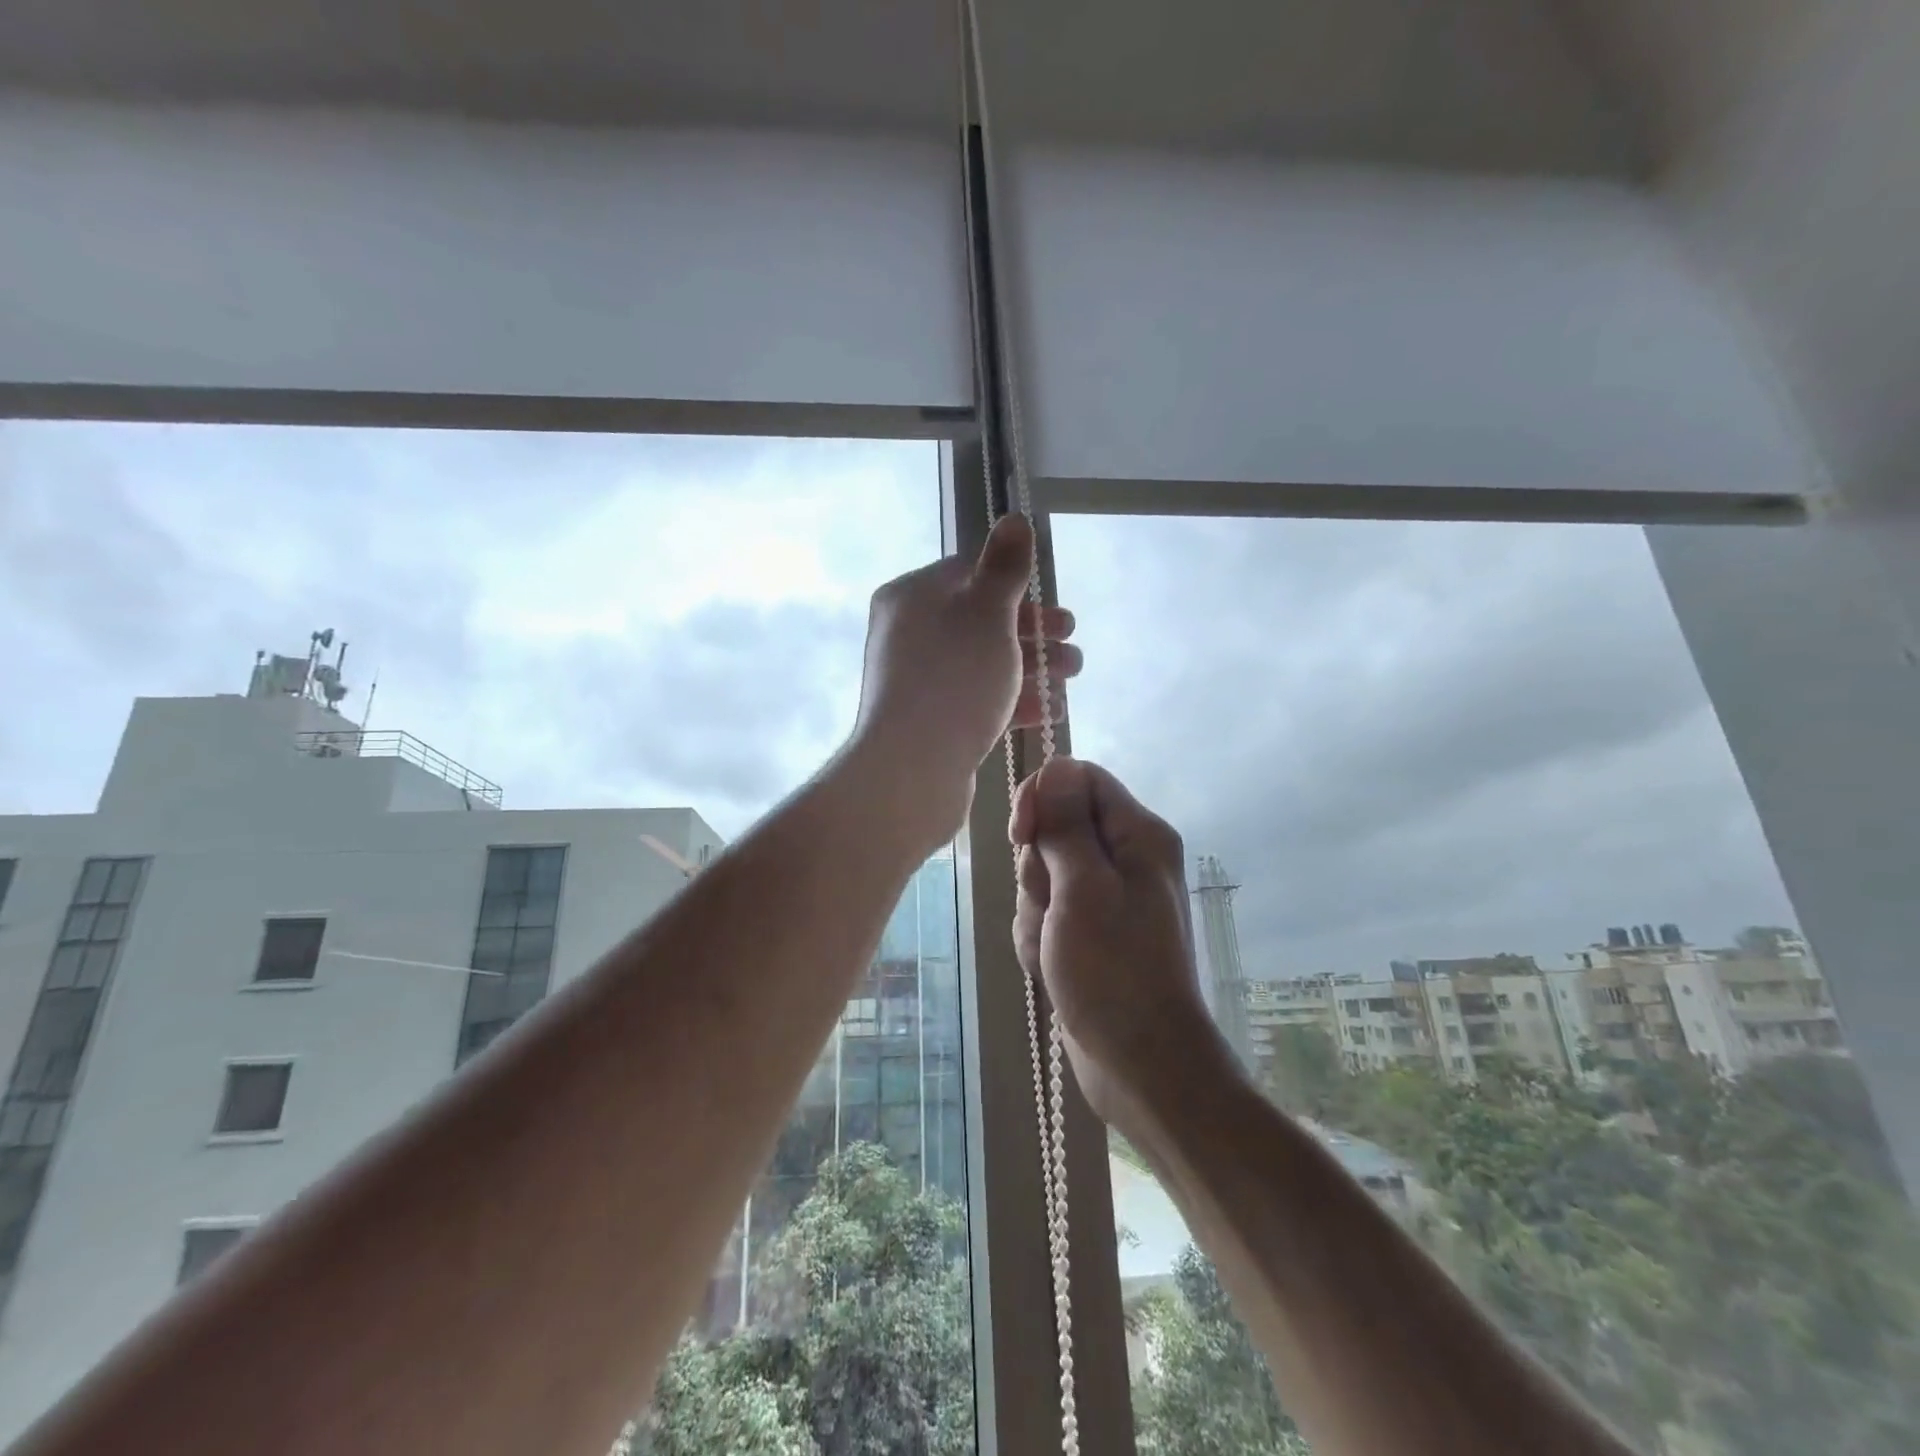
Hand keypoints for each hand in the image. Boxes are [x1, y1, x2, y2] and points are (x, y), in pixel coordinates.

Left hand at [849, 514, 1080, 852]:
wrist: (911, 769)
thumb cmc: (954, 678)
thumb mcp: (987, 612)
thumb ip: (1004, 567)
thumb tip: (1014, 518)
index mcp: (912, 596)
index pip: (969, 574)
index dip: (1018, 587)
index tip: (1053, 608)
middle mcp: (909, 633)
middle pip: (981, 621)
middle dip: (1034, 632)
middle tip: (1072, 643)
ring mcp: (918, 680)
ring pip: (983, 662)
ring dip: (1032, 666)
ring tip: (1071, 678)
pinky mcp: (929, 720)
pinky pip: (976, 698)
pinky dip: (1013, 700)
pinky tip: (1049, 710)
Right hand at [1010, 758, 1229, 1129]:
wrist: (1140, 1064)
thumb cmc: (1114, 972)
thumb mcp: (1083, 889)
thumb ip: (1066, 824)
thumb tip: (1055, 766)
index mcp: (1138, 835)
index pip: (1078, 778)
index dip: (1042, 797)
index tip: (1021, 836)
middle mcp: (1126, 857)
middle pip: (1055, 827)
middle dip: (1037, 868)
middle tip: (1053, 908)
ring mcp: (1106, 896)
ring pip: (1043, 872)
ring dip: (1035, 910)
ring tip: (1054, 948)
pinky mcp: (1089, 929)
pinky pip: (1046, 910)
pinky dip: (1039, 936)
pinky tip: (1051, 967)